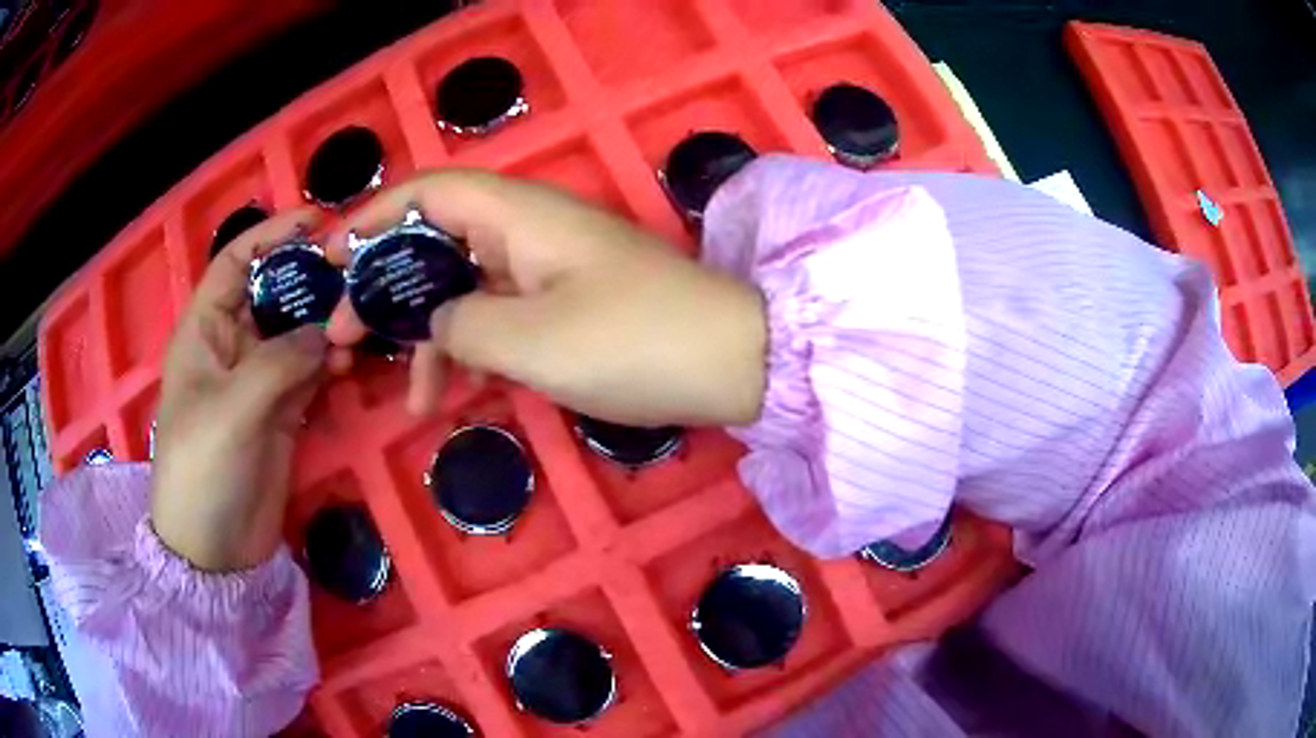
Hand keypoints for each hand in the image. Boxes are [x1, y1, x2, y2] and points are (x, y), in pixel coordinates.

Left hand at [151, 210, 341, 571]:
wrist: (216, 551)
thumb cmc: (202, 471)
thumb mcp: (233, 411)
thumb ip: (280, 363)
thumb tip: (328, 332)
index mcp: (205, 330)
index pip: (236, 262)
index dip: (272, 235)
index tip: (319, 221)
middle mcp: (232, 345)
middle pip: (275, 292)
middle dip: (312, 279)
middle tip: (358, 274)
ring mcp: (259, 380)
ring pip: (299, 332)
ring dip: (328, 324)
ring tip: (361, 324)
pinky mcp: (283, 412)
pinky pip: (312, 373)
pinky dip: (333, 364)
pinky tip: (353, 364)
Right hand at [324, 169, 767, 426]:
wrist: (731, 363)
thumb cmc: (632, 341)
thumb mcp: (529, 341)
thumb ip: (461, 324)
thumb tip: (437, 321)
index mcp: (517, 215)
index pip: (427, 193)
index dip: (372, 218)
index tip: (329, 258)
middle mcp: (527, 231)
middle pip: (435, 245)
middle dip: (386, 291)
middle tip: (344, 340)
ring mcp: (547, 270)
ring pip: (464, 291)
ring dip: (430, 339)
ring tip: (411, 398)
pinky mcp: (565, 306)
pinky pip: (499, 318)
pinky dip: (472, 353)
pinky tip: (457, 397)